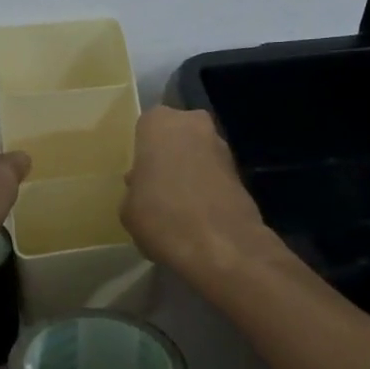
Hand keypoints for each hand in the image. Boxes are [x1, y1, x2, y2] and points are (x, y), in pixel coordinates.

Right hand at [122, 107, 269, 276]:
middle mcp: (193, 124)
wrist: (221, 245)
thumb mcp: (127, 208)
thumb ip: (135, 189)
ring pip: (198, 153)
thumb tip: (144, 188)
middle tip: (157, 186)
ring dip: (190, 171)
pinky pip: (214, 175)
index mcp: (159, 123)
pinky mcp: (241, 172)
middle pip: (176, 136)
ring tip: (178, 205)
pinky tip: (197, 215)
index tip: (139, 174)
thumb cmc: (161, 217)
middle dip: (169, 156)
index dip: (143, 151)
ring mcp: (221, 146)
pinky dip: (207, 188)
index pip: (146, 126)